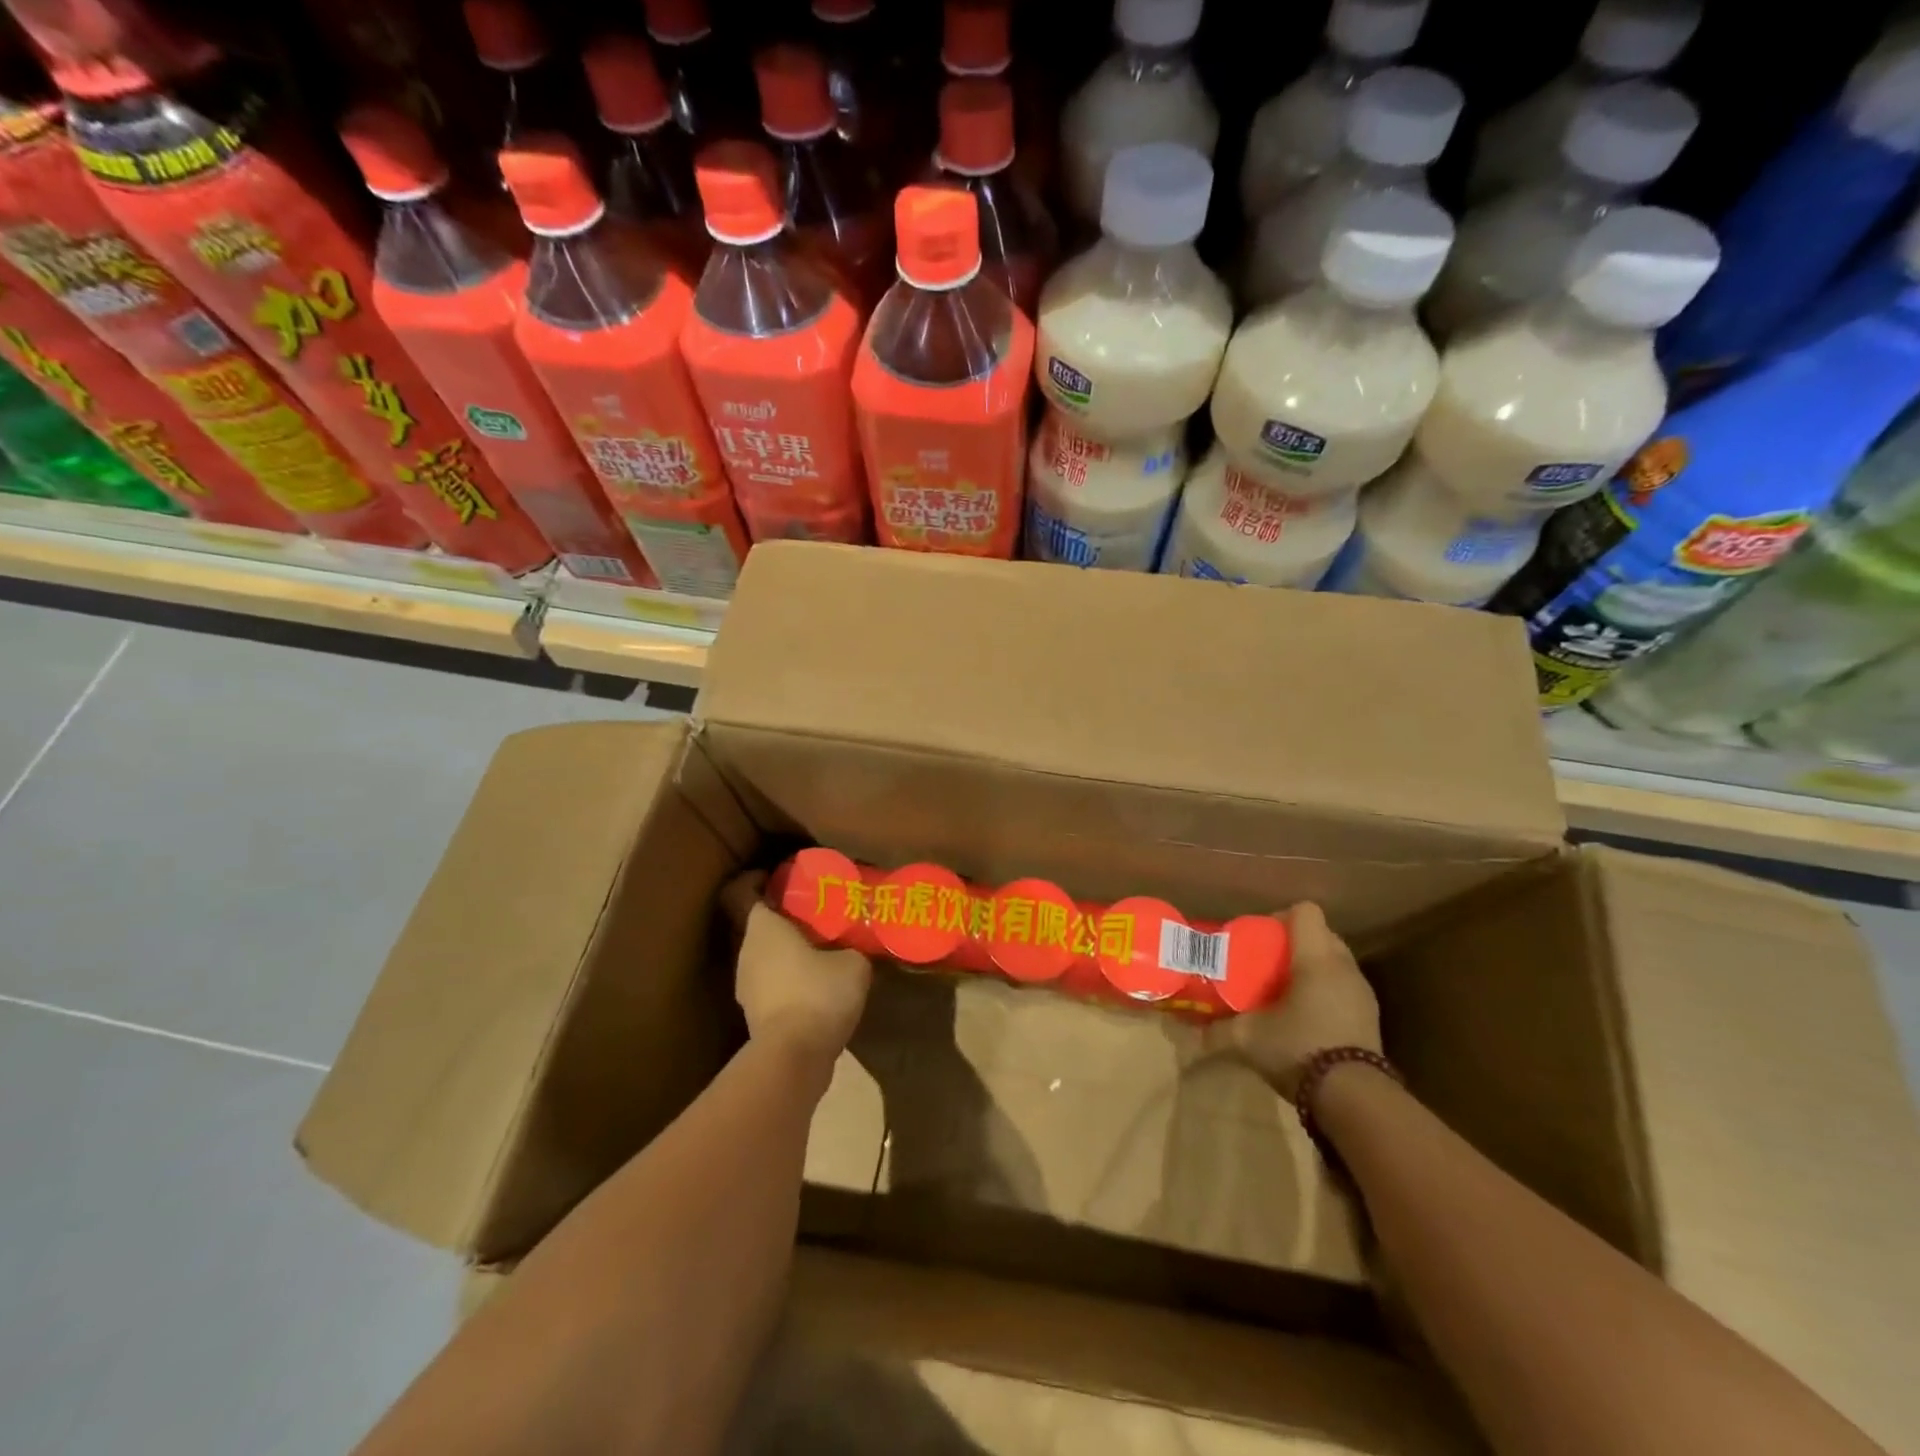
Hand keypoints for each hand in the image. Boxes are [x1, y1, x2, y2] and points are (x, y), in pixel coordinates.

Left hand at [722, 873, 871, 1066]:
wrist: (794, 1059)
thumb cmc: (818, 994)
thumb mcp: (853, 963)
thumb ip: (852, 947)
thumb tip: (855, 948)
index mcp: (761, 928)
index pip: (739, 892)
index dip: (753, 879)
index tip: (775, 876)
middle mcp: (745, 953)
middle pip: (753, 925)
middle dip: (778, 917)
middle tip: (811, 913)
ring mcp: (746, 988)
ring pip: (761, 957)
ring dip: (784, 951)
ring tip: (819, 951)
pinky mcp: (756, 1017)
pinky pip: (770, 985)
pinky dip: (787, 980)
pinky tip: (817, 987)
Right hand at [1208, 902, 1379, 1096]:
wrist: (1355, 1099)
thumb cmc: (1299, 1048)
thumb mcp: (1248, 1038)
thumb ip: (1217, 1031)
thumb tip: (1190, 1036)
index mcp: (1316, 959)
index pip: (1306, 912)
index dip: (1281, 917)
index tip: (1261, 938)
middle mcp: (1344, 967)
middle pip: (1323, 934)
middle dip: (1296, 943)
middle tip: (1269, 963)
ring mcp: (1362, 993)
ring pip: (1336, 962)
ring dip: (1313, 968)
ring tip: (1286, 990)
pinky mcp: (1371, 1018)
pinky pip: (1344, 987)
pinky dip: (1326, 990)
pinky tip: (1306, 1015)